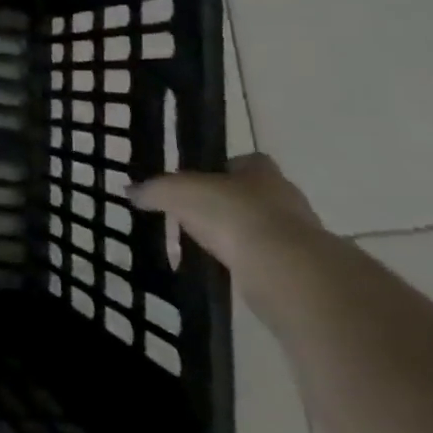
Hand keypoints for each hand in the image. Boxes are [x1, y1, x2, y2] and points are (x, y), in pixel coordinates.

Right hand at [135, 152, 322, 275]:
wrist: (283, 269)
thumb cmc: (230, 213)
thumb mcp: (178, 193)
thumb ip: (154, 190)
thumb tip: (131, 191)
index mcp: (261, 171)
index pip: (247, 161)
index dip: (225, 169)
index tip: (202, 183)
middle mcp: (286, 197)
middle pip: (257, 194)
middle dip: (233, 204)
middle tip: (201, 216)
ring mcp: (300, 235)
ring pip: (266, 228)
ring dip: (243, 236)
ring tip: (211, 247)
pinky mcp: (301, 269)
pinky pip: (269, 261)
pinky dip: (251, 264)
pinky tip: (228, 271)